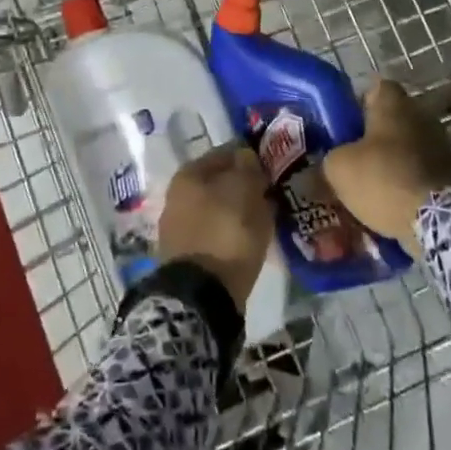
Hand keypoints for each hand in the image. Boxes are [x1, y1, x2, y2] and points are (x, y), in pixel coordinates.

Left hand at [157, 147, 273, 310]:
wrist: (202, 296)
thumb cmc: (225, 232)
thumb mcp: (244, 190)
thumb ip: (247, 167)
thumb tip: (246, 156)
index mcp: (188, 173)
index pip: (225, 153)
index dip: (250, 157)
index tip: (272, 167)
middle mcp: (178, 195)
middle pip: (219, 182)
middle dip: (243, 186)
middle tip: (270, 194)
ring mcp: (179, 227)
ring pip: (218, 208)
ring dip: (238, 210)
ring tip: (265, 219)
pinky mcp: (186, 255)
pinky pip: (216, 233)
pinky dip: (231, 234)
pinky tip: (249, 241)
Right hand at [321, 80, 450, 256]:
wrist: (436, 221)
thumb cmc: (382, 179)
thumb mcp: (337, 168)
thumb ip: (329, 159)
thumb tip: (327, 165)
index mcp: (394, 103)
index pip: (376, 88)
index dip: (359, 104)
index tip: (346, 125)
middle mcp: (422, 114)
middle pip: (393, 118)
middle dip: (376, 135)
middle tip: (355, 157)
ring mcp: (442, 144)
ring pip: (409, 145)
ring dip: (395, 159)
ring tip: (374, 183)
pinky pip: (423, 170)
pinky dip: (410, 180)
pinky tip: (394, 200)